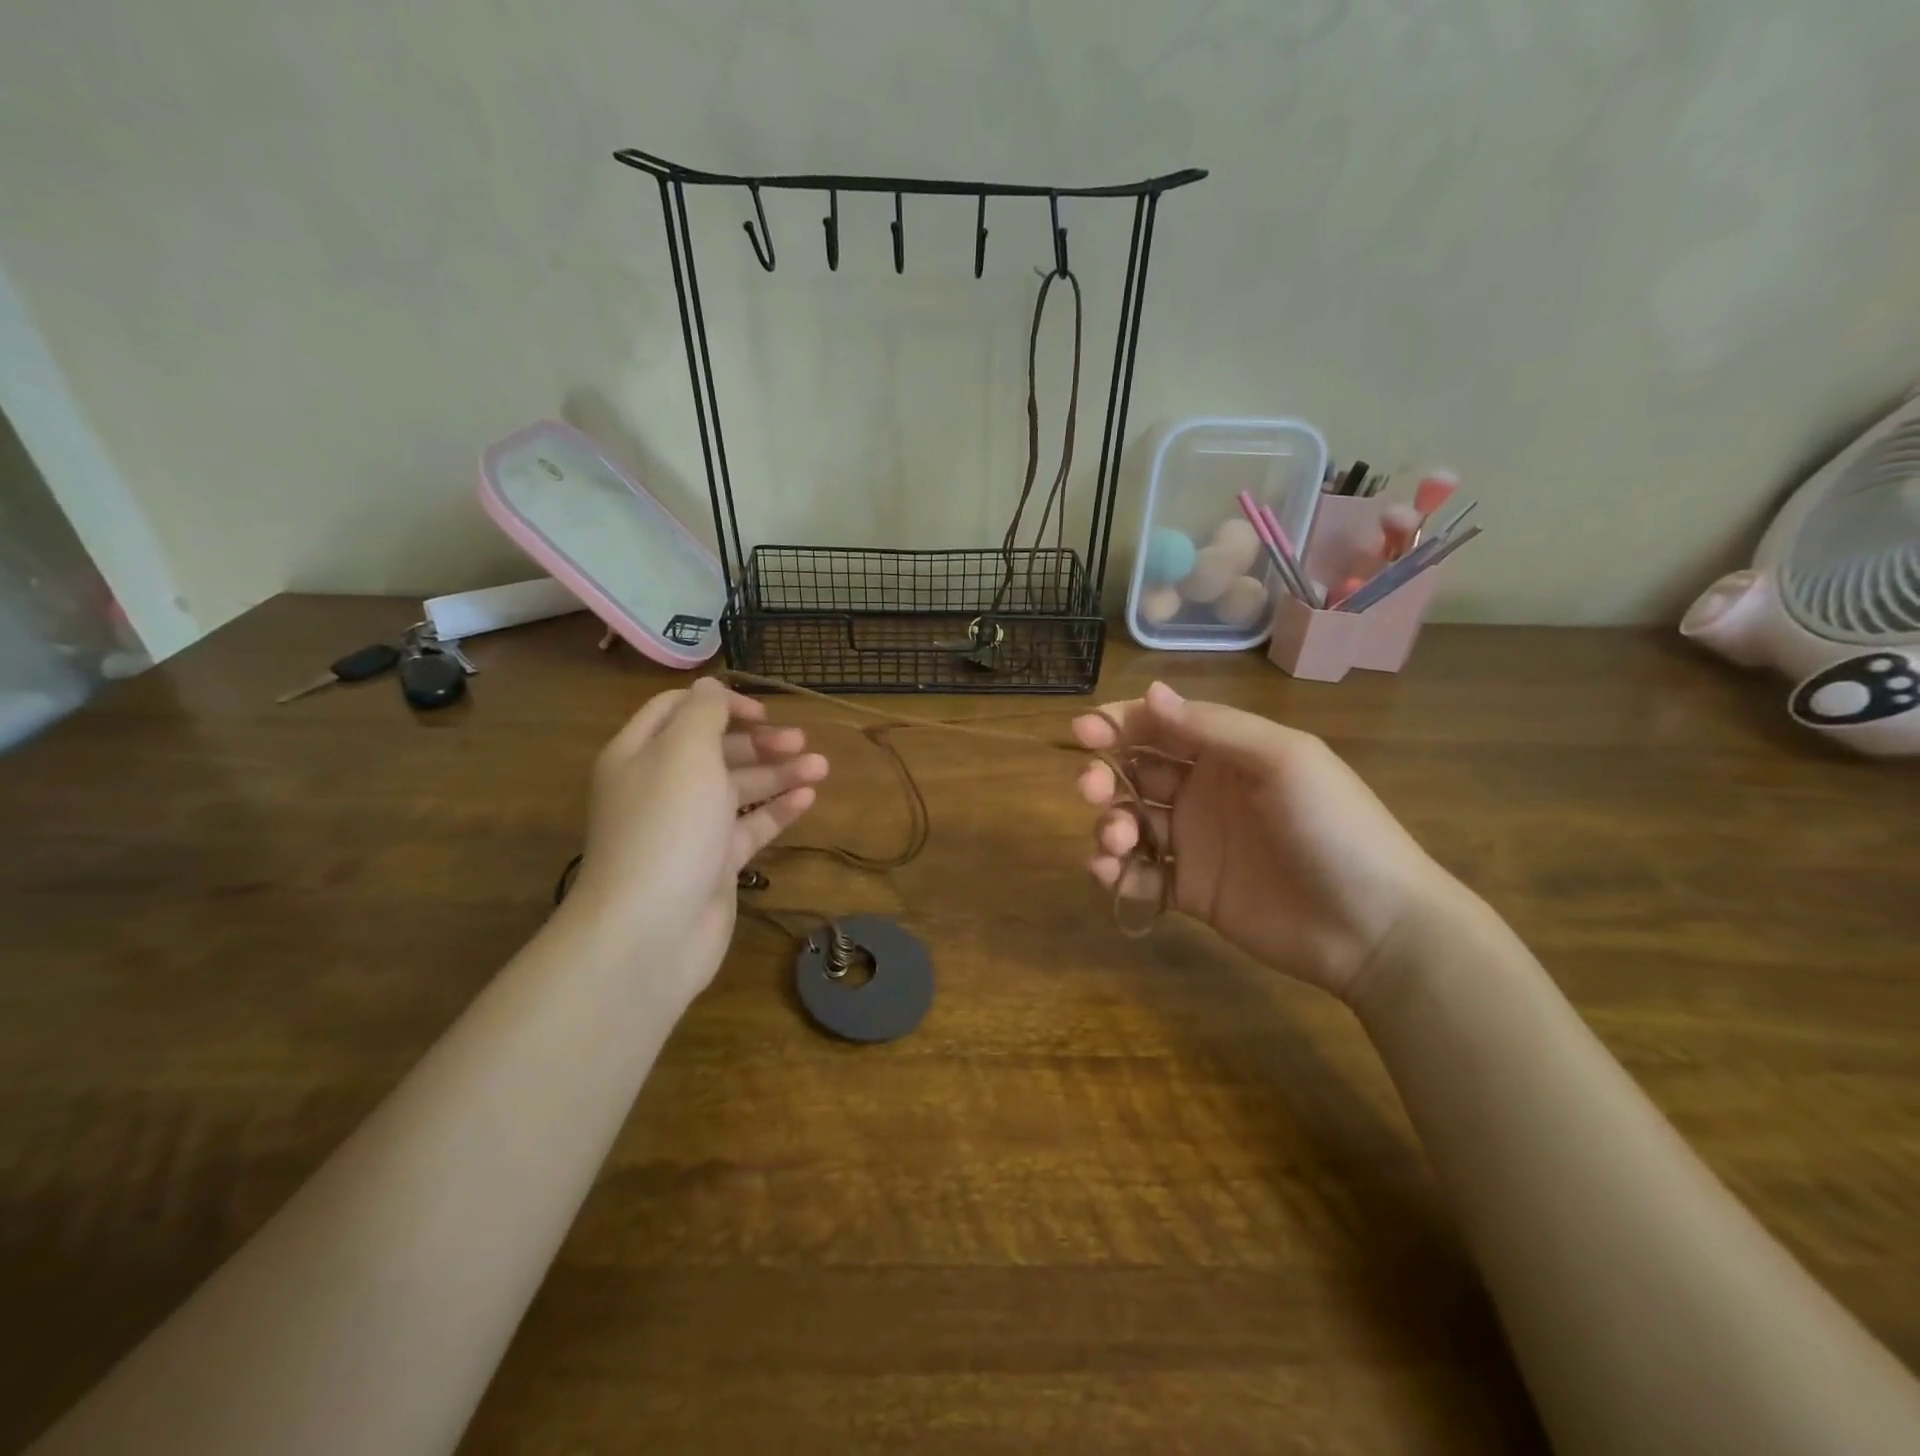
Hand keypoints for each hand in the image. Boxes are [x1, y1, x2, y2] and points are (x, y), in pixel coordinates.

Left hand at [566, 677, 827, 1001]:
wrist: (651, 930)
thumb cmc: (668, 827)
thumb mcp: (685, 752)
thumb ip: (702, 713)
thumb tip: (710, 686)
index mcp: (641, 754)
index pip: (678, 710)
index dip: (720, 704)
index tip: (761, 712)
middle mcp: (662, 787)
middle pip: (714, 750)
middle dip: (758, 741)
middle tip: (800, 742)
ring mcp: (688, 828)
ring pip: (738, 789)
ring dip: (778, 773)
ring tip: (821, 768)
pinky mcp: (713, 863)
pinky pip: (749, 827)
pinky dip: (777, 810)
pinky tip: (808, 799)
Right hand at [1073, 682, 1458, 1001]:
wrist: (1375, 926)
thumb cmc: (1334, 827)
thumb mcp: (1282, 760)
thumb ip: (1214, 727)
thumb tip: (1150, 693)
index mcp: (1226, 754)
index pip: (1158, 727)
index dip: (1118, 725)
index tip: (1084, 733)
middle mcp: (1203, 792)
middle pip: (1134, 774)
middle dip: (1104, 775)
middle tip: (1093, 790)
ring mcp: (1195, 844)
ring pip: (1131, 823)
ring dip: (1109, 825)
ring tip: (1118, 842)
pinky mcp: (1191, 892)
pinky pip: (1140, 876)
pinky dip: (1116, 873)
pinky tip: (1111, 875)